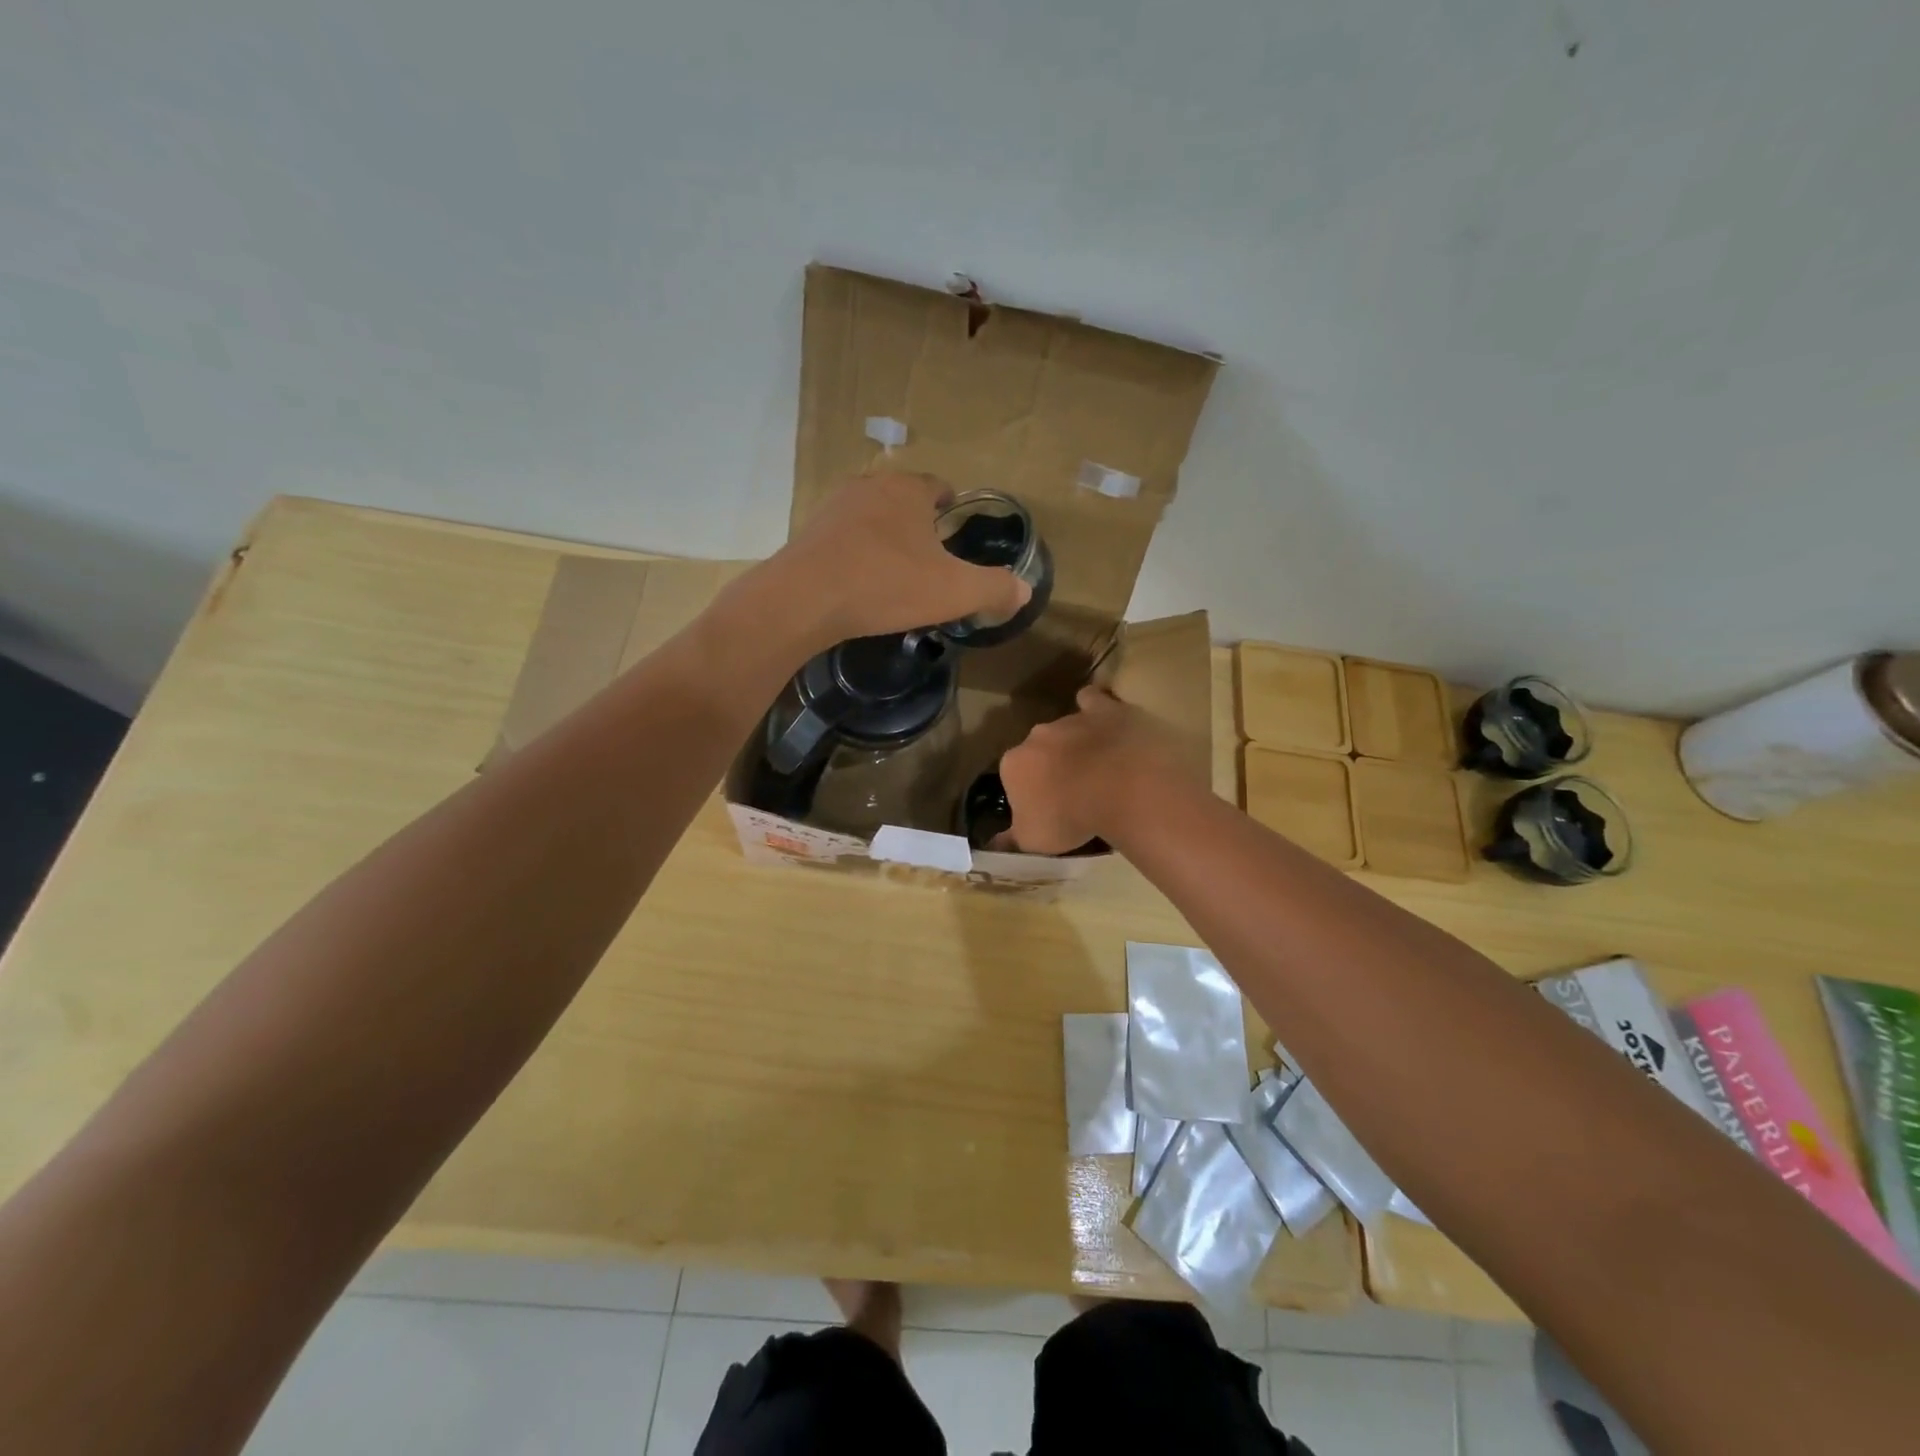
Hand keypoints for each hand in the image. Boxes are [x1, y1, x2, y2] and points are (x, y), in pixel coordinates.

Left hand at [769, 473, 1030, 646]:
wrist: (804, 599)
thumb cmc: (887, 585)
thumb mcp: (954, 591)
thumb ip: (994, 588)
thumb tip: (1023, 590)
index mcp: (909, 491)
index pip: (938, 486)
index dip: (951, 505)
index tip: (956, 528)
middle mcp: (870, 487)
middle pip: (903, 499)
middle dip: (918, 522)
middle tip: (931, 555)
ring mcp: (834, 508)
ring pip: (871, 517)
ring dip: (885, 537)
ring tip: (896, 570)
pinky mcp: (808, 534)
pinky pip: (844, 539)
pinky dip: (857, 554)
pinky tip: (860, 582)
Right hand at [998, 687, 1181, 852]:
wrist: (1121, 788)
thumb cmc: (1070, 818)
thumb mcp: (1033, 841)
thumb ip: (1011, 840)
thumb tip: (994, 844)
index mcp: (1014, 764)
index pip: (1013, 777)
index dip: (1028, 794)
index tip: (1045, 811)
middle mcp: (1036, 736)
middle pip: (1039, 751)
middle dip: (1050, 766)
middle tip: (1073, 792)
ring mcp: (1071, 720)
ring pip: (1066, 730)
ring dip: (1076, 745)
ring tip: (1098, 769)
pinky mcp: (1105, 709)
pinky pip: (1094, 701)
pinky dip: (1096, 708)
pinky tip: (1105, 721)